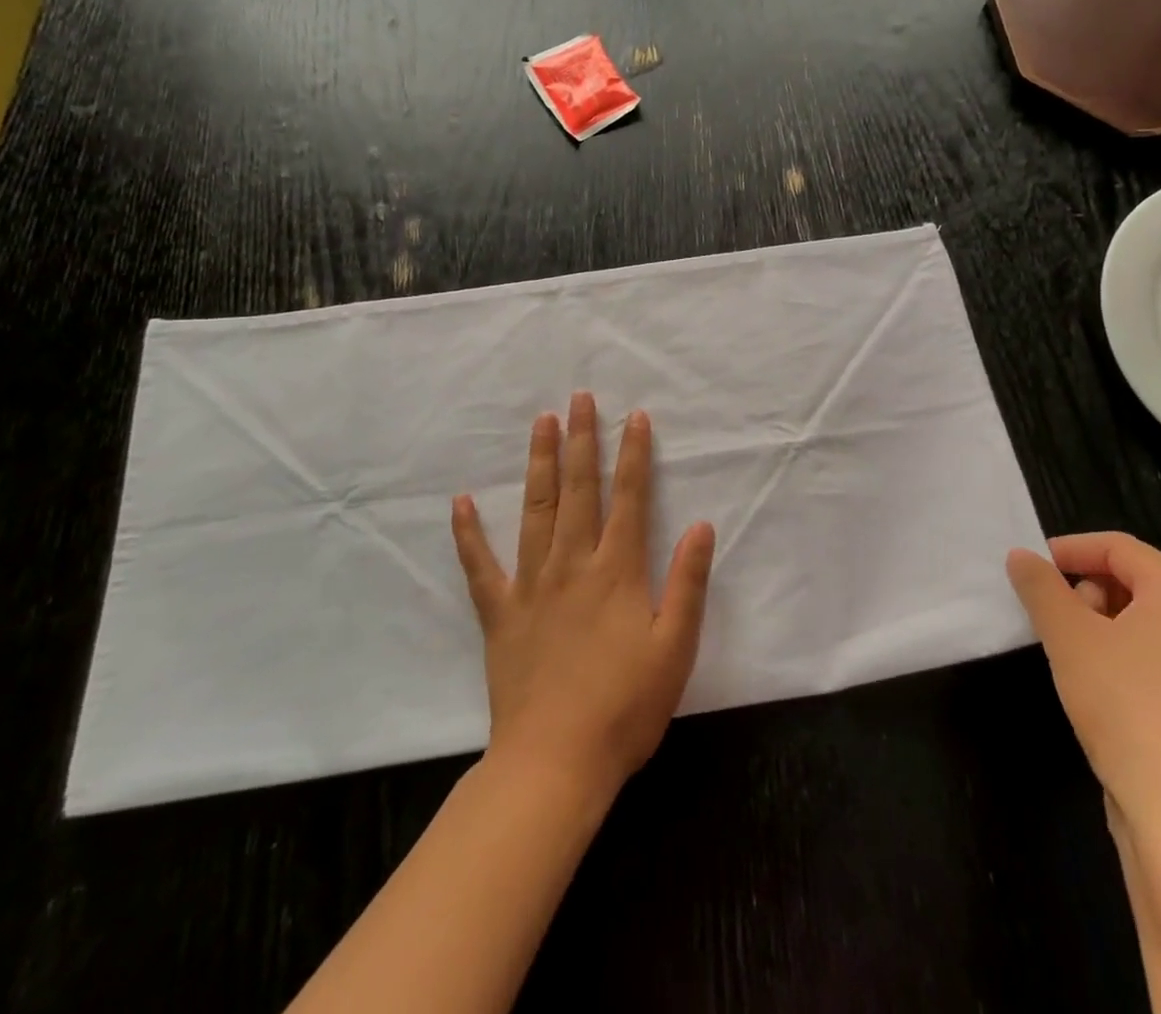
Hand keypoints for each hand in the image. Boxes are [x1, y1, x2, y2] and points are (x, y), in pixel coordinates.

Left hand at [452, 392, 715, 794]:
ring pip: (535, 510)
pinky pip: (480, 566)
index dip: (634, 455)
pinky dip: (468, 533)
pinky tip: (460, 502)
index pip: (630, 498)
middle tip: (579, 398)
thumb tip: (700, 525)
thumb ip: (688, 583)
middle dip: (581, 440)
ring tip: (541, 423)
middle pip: (578, 489)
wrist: (555, 763)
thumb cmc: (625, 707)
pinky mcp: (500, 613)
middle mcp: (572, 564)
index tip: (635, 417)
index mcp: (617, 570)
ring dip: (539, 463)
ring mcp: (530, 585)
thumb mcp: (675, 648)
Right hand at [1007, 533, 1160, 848]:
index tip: (1031, 569)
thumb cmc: (1125, 704)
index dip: (1071, 549)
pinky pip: (1153, 658)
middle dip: (1084, 588)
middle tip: (1051, 615)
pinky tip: (1092, 686)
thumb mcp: (1068, 636)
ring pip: (1142, 622)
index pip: (1120, 547)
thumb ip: (1040, 587)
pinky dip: (1117, 655)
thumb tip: (1021, 557)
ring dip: (1097, 623)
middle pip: (1134, 580)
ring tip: (1067, 651)